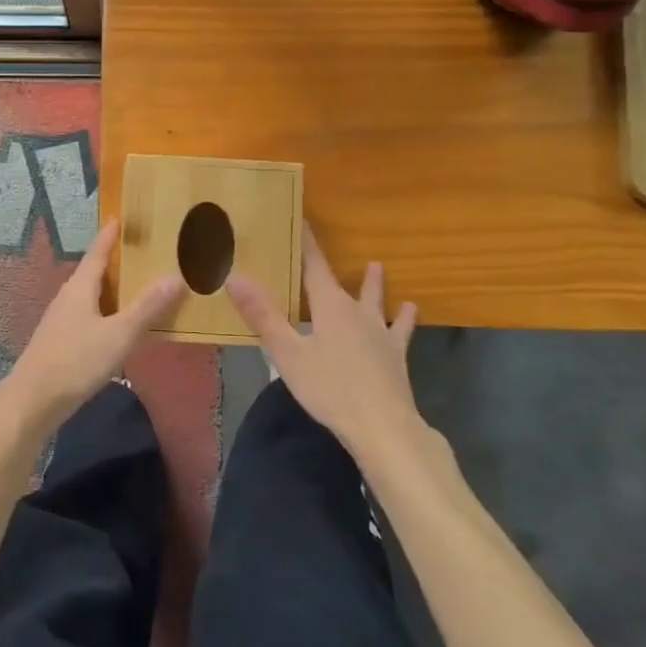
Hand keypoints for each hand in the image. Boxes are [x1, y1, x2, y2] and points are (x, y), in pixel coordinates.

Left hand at [0, 221, 181, 435]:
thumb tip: (175, 276)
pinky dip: (106, 311)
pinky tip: (118, 325)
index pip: (97, 252)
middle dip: (115, 262)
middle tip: (141, 253)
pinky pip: (88, 315)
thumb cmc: (76, 360)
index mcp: (80, 287)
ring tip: (137, 287)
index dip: (109, 235)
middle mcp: (68, 297)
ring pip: (90, 295)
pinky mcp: (60, 341)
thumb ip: (147, 308)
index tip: (120, 217)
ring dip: (111, 289)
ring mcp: (61, 320)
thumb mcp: (119, 334)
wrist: (33, 400)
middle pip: (93, 272)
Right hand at [226, 231, 423, 452]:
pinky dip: (404, 319)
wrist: (383, 426)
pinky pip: (401, 329)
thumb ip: (263, 315)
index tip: (301, 220)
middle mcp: (358, 312)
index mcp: (330, 306)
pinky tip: (410, 311)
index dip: (307, 243)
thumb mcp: (288, 354)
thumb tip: (235, 276)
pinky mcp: (396, 355)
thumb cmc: (330, 388)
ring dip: (375, 284)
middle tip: (325, 245)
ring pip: (377, 300)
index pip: (315, 265)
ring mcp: (381, 332)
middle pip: (344, 282)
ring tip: (377, 267)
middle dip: (332, 265)